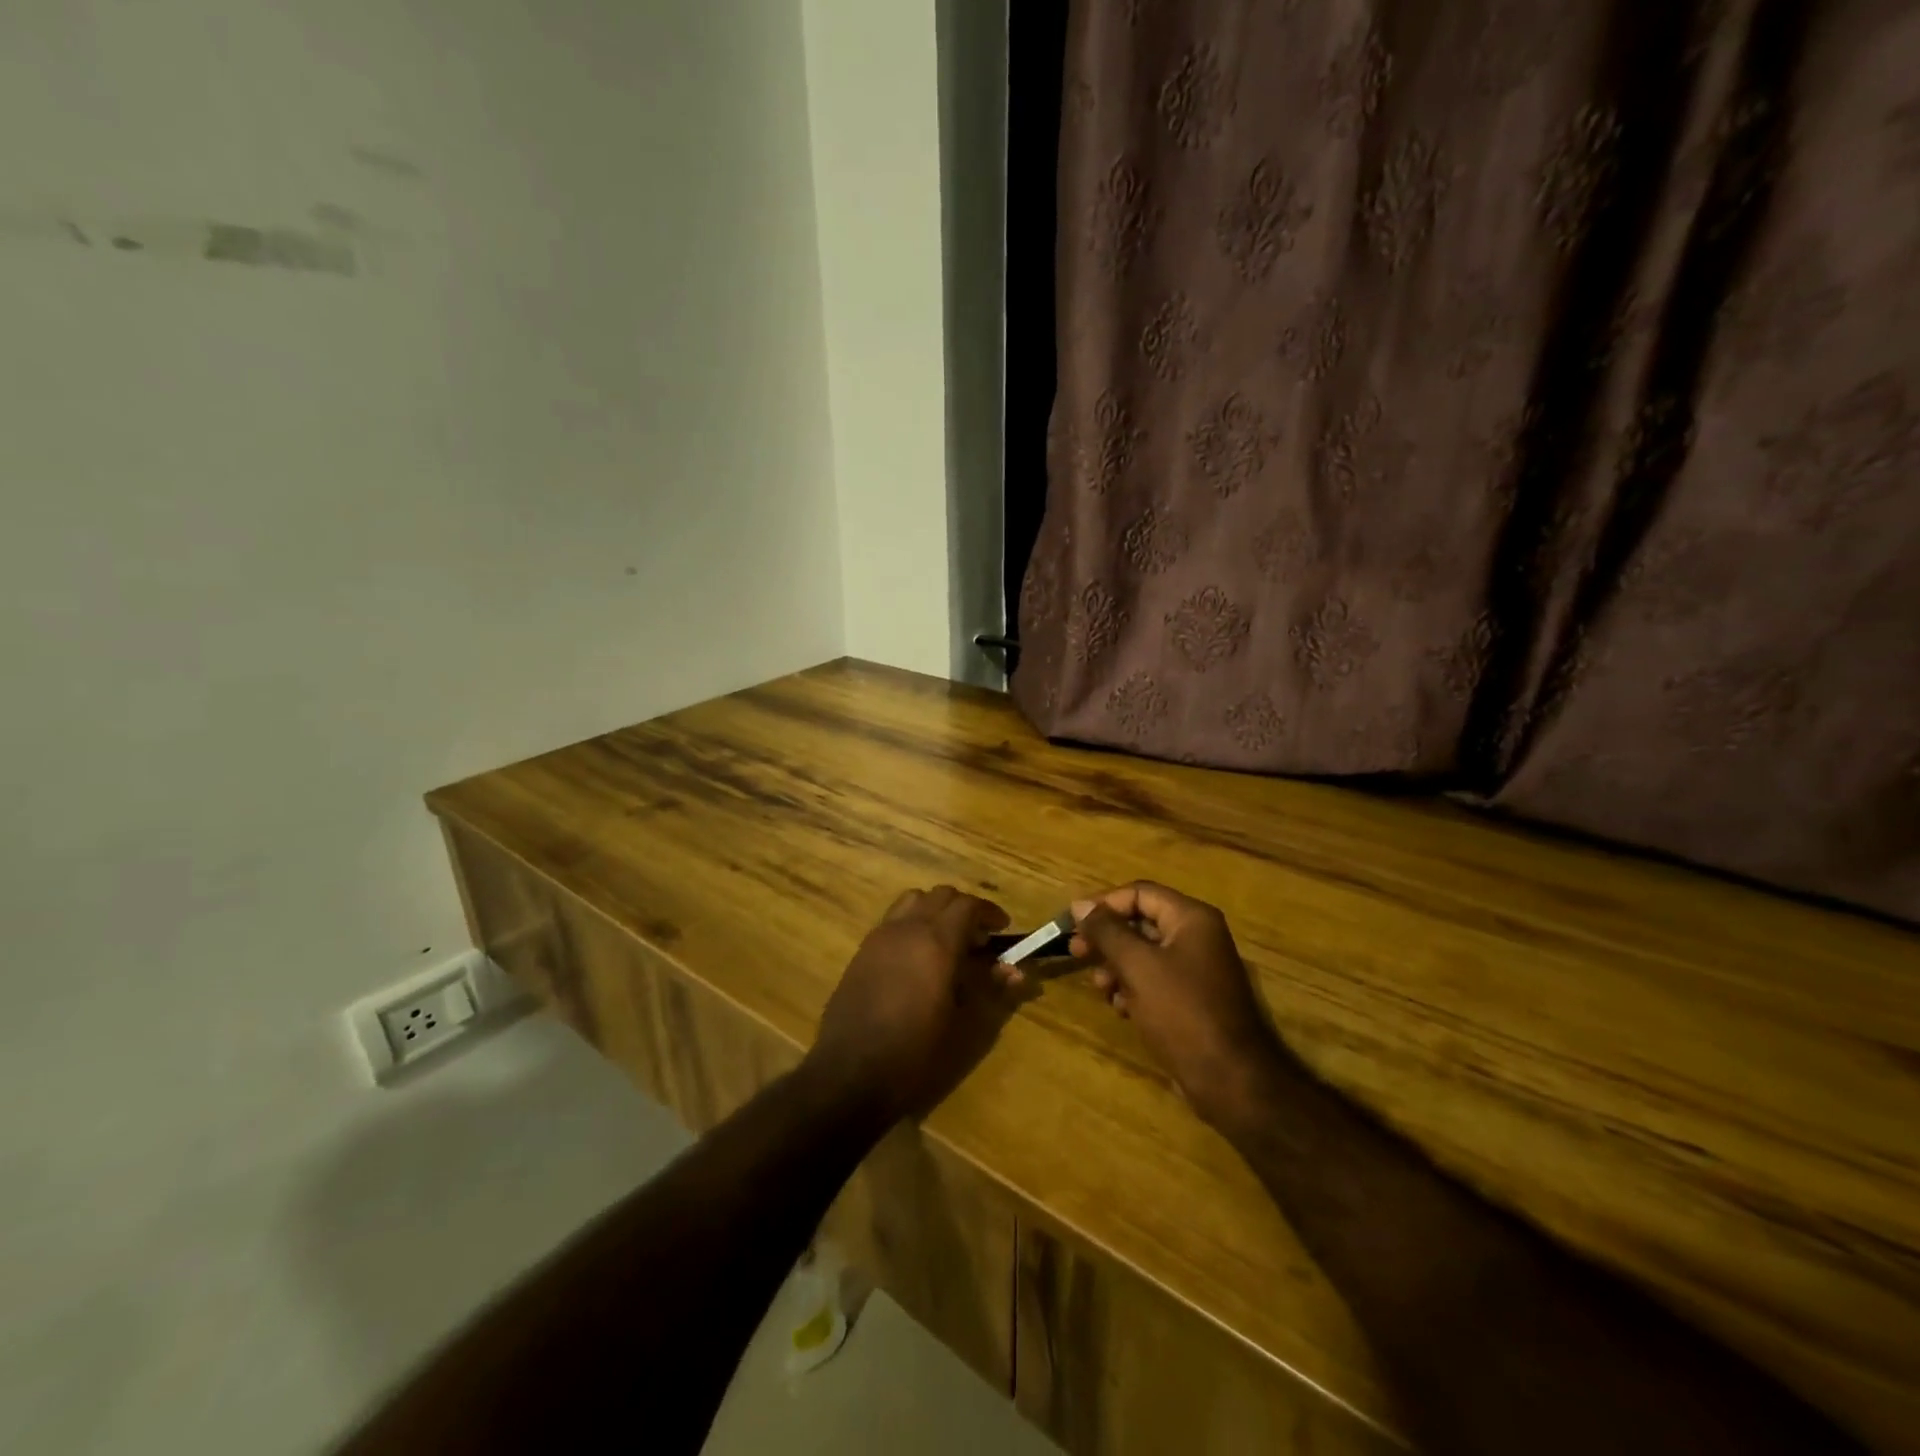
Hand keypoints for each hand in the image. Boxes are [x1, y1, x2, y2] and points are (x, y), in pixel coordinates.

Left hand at [808, 885, 1013, 1121]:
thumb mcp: (963, 1026)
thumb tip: (1015, 971)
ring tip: (947, 942)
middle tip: (978, 940)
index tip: (1002, 929)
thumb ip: (990, 990)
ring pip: (914, 901)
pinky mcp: (862, 950)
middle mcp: (908, 928)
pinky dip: (912, 924)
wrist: (850, 1072)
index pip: (968, 905)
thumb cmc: (915, 1053)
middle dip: (964, 910)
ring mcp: (881, 936)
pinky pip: (893, 919)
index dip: (989, 912)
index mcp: (937, 942)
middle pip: (941, 895)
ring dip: (935, 911)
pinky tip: (917, 958)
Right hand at [1069, 881, 1287, 1125]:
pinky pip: (1154, 980)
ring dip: (1116, 966)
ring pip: (1143, 954)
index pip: (1139, 893)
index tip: (1072, 923)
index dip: (1103, 904)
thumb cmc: (1182, 1012)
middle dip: (1106, 938)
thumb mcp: (1137, 966)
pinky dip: (1132, 988)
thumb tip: (1080, 904)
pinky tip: (1120, 1008)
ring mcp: (1196, 969)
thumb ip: (1106, 931)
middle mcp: (1196, 937)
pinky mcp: (1191, 999)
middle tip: (1075, 952)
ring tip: (1100, 988)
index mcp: (1191, 919)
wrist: (1229, 1080)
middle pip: (1140, 922)